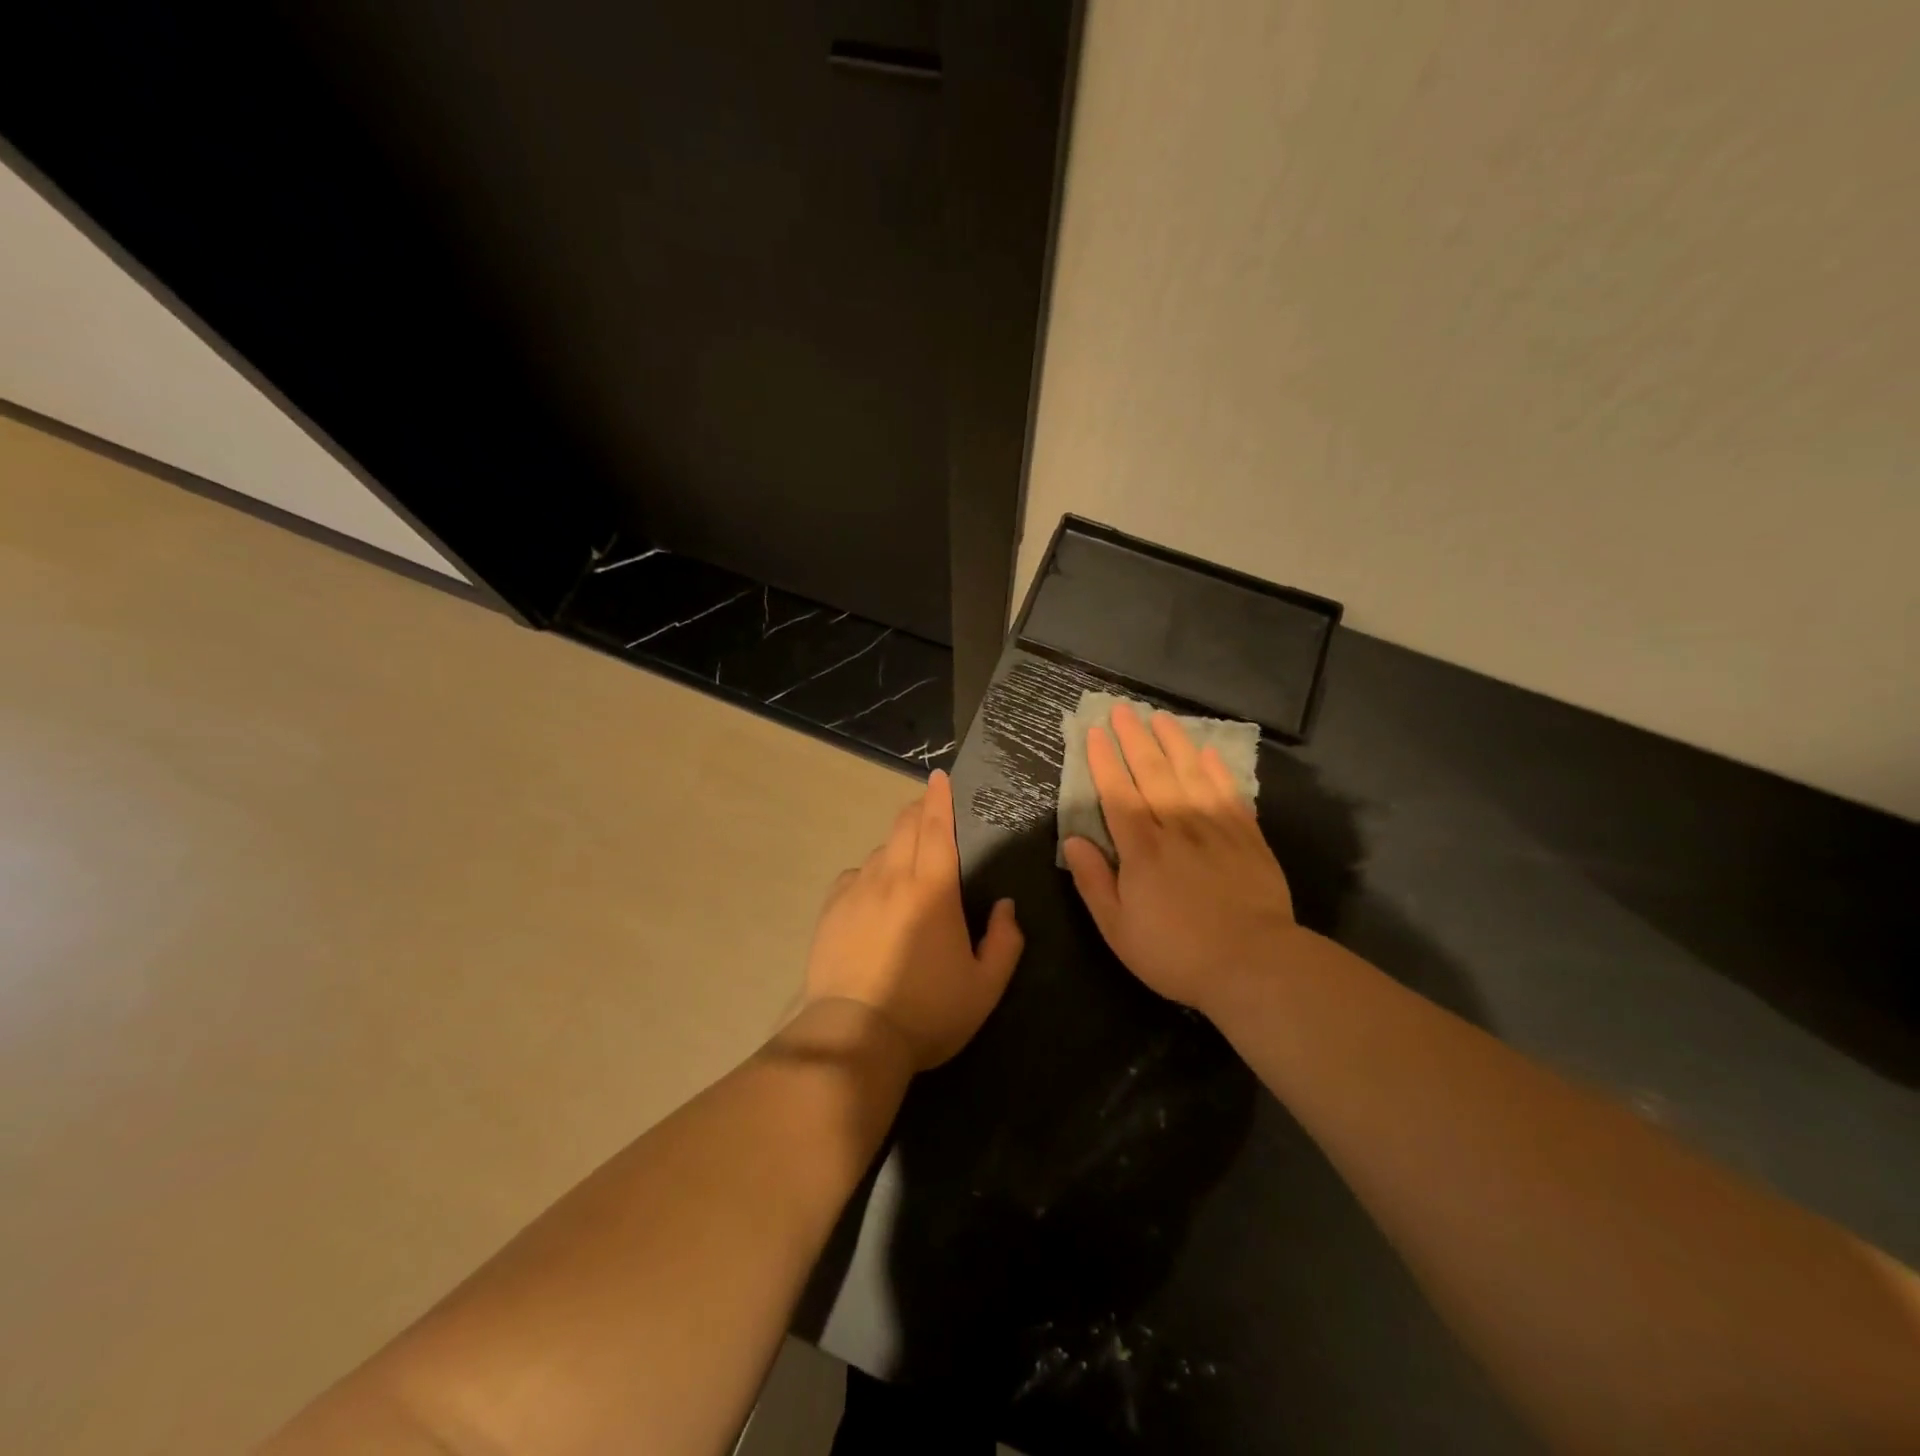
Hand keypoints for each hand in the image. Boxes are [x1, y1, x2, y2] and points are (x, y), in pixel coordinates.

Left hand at [802, 769, 1023, 1069]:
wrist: (854, 1037)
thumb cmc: (927, 1012)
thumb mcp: (985, 987)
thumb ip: (1005, 942)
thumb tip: (1006, 906)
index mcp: (933, 889)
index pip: (937, 827)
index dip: (940, 798)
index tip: (940, 777)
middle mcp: (892, 878)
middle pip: (905, 827)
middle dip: (919, 810)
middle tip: (930, 809)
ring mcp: (857, 892)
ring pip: (880, 851)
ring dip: (897, 845)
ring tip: (907, 862)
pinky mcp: (832, 910)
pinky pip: (855, 876)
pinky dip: (870, 873)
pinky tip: (874, 892)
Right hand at [1062, 702, 1300, 1014]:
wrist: (1254, 964)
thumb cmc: (1176, 953)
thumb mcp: (1118, 929)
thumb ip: (1093, 881)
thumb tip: (1074, 840)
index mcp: (1141, 849)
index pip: (1117, 794)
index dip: (1105, 762)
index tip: (1096, 733)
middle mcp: (1177, 827)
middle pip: (1153, 773)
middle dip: (1135, 739)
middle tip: (1124, 709)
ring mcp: (1216, 829)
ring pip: (1191, 774)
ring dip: (1174, 743)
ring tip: (1161, 717)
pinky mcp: (1248, 839)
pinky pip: (1230, 794)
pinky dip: (1218, 771)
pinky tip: (1209, 754)